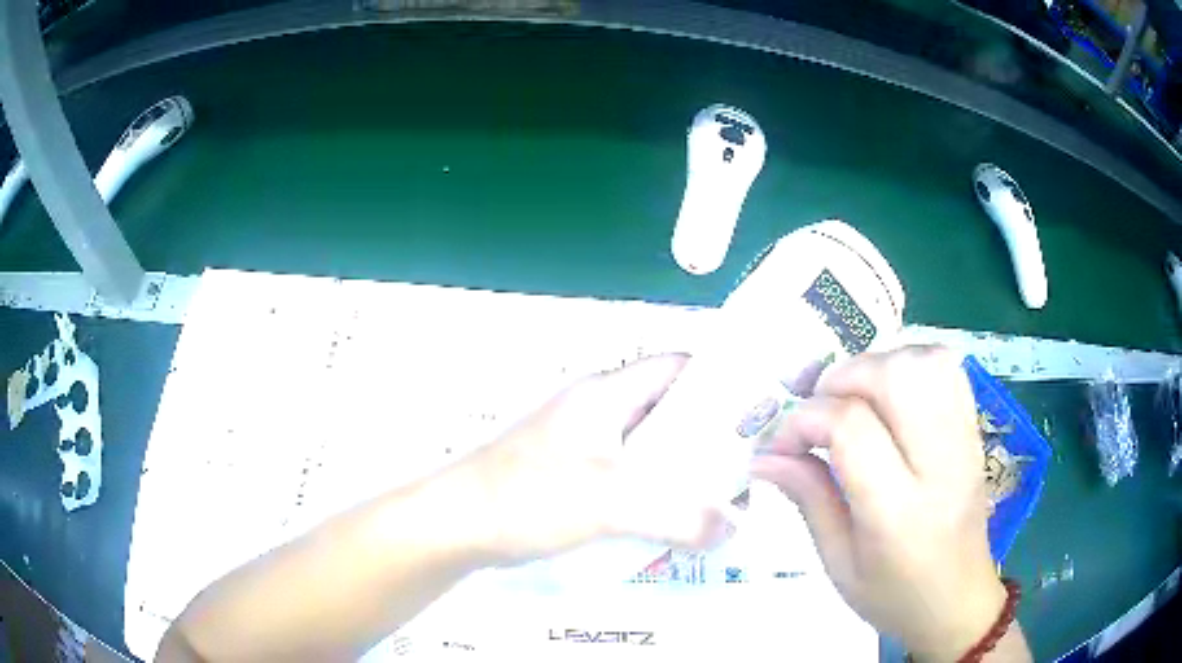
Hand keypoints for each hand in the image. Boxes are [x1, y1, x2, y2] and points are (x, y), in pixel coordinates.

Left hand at [458, 354, 730, 567]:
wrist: (454, 526)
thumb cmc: (528, 496)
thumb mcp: (610, 502)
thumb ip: (679, 515)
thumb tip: (734, 528)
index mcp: (605, 396)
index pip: (674, 368)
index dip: (716, 381)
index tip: (754, 412)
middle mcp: (596, 414)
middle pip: (665, 415)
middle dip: (705, 442)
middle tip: (742, 471)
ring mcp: (580, 448)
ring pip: (646, 453)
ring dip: (678, 476)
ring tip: (715, 504)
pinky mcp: (569, 480)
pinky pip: (625, 482)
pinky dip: (650, 498)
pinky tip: (668, 526)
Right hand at [753, 346, 1005, 660]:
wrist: (958, 601)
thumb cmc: (893, 596)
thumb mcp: (838, 563)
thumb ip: (807, 498)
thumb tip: (765, 455)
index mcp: (898, 513)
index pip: (850, 428)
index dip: (803, 421)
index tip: (781, 444)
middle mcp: (940, 465)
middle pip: (895, 377)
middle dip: (843, 379)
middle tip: (819, 412)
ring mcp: (965, 442)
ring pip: (925, 362)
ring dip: (877, 366)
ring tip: (854, 399)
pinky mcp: (974, 431)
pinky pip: (947, 370)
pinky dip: (910, 366)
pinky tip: (890, 397)